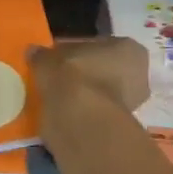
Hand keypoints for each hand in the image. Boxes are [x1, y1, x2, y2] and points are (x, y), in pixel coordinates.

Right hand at [28, 37, 149, 119]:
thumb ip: (42, 54)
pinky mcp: (118, 128)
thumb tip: (33, 52)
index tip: (60, 58)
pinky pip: (95, 113)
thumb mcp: (49, 58)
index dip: (78, 51)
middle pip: (105, 70)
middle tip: (59, 77)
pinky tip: (61, 112)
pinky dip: (81, 112)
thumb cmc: (72, 74)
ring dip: (83, 95)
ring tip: (56, 96)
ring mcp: (132, 105)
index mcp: (130, 49)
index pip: (101, 45)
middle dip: (85, 74)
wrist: (80, 118)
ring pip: (101, 93)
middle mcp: (139, 76)